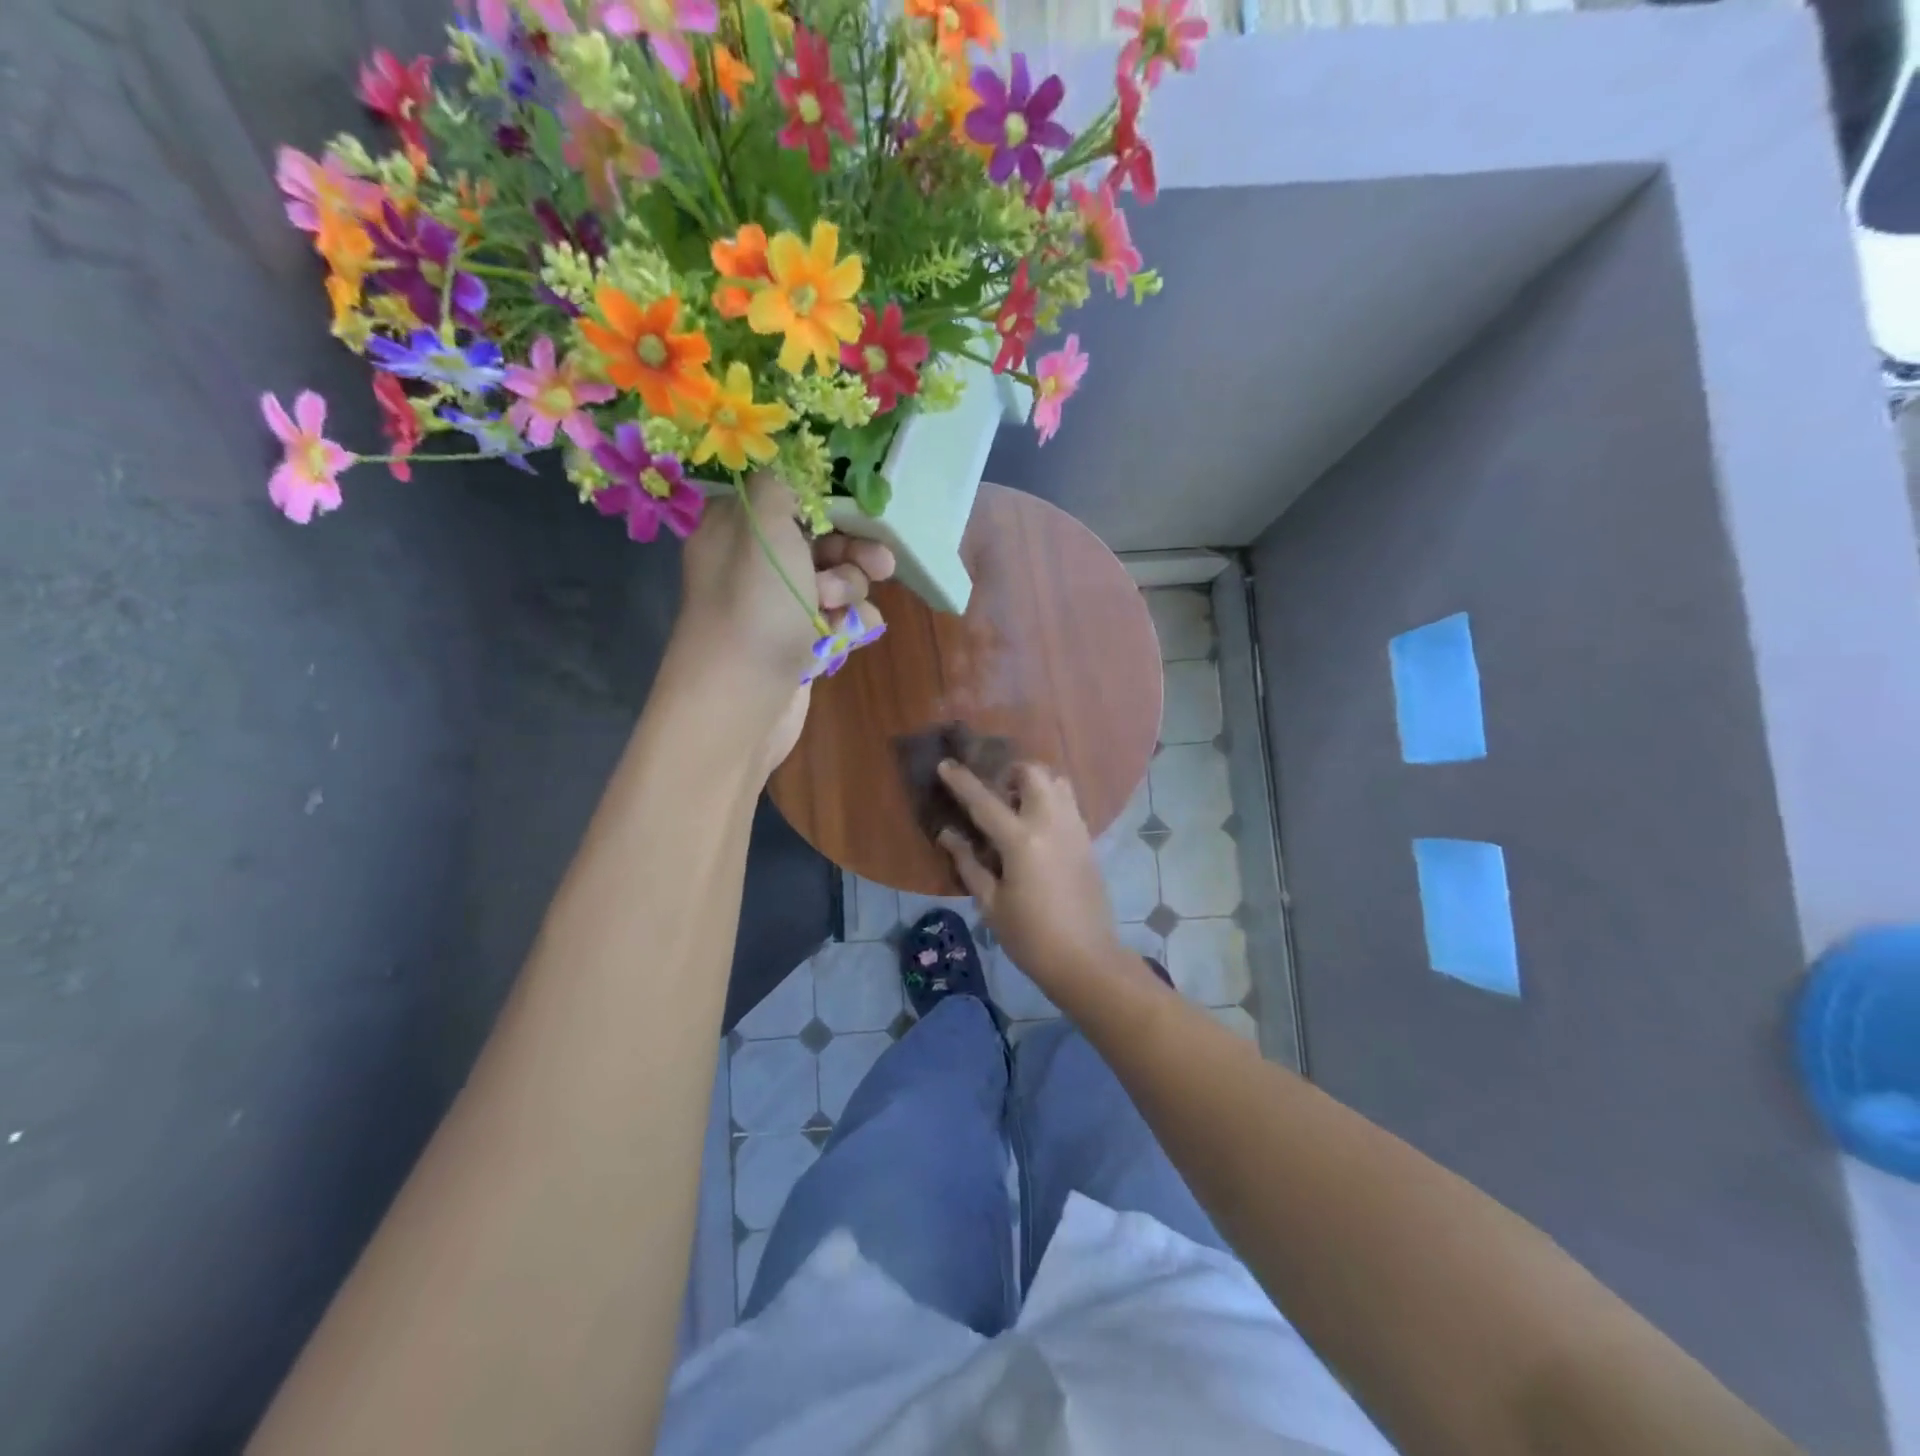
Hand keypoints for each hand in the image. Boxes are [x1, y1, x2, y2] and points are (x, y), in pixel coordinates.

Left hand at [673, 473, 893, 774]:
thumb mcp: (764, 528)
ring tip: (840, 609)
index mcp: (737, 528)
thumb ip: (781, 484)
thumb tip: (789, 458)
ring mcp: (779, 606)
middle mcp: (756, 563)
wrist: (741, 706)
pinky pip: (839, 618)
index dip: (829, 497)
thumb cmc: (754, 610)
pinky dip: (851, 622)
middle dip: (853, 549)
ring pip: (836, 578)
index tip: (862, 504)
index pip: (788, 493)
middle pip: (821, 537)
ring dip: (850, 588)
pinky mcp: (799, 642)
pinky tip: (853, 633)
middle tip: (880, 563)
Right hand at [936, 760, 1126, 997]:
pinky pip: (1069, 804)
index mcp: (1022, 841)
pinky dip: (1051, 800)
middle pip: (1034, 774)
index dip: (962, 782)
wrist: (1087, 960)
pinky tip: (1037, 827)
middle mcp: (1052, 824)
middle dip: (1011, 772)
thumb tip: (947, 834)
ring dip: (1035, 783)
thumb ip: (968, 863)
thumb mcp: (991, 904)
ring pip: (1058, 783)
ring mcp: (1075, 829)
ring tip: (1017, 806)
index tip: (945, 764)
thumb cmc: (1030, 937)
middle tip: (994, 791)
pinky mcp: (1088, 841)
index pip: (985, 802)